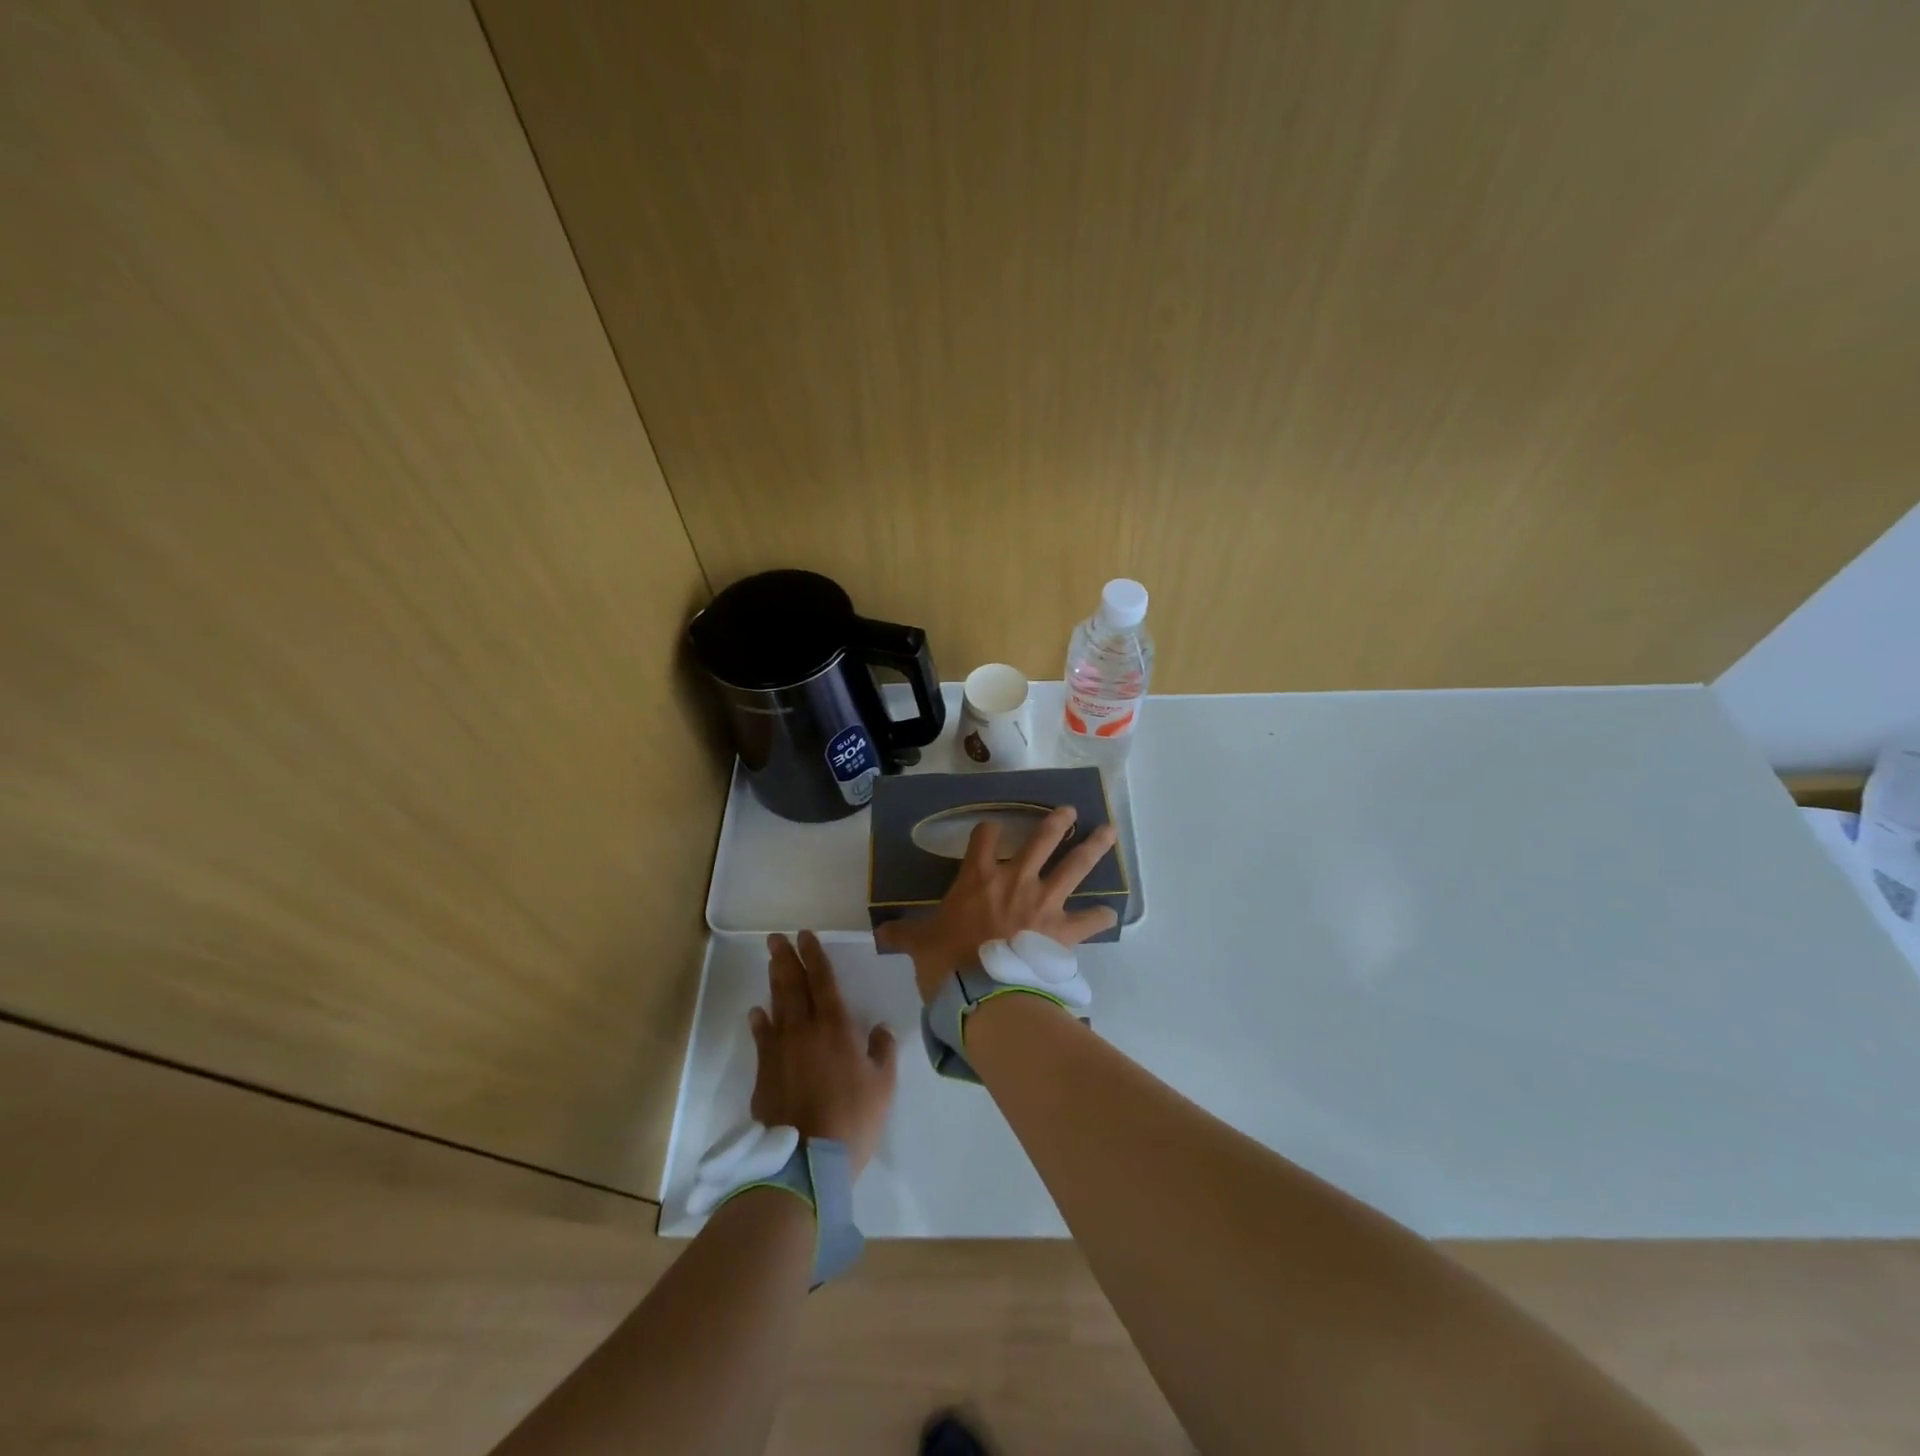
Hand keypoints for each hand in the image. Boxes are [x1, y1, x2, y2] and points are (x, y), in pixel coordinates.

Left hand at [749, 931, 896, 1175]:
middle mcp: (804, 1029)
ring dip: (774, 981)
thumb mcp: (883, 1085)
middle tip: (777, 938)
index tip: (805, 935)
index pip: (824, 981)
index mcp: (836, 1027)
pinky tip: (757, 1011)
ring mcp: (780, 1050)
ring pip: (777, 1005)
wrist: (806, 1161)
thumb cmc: (852, 1119)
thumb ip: (882, 1051)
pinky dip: (759, 1021)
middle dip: (787, 959)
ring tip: (772, 961)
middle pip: (794, 986)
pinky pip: (761, 1038)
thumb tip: (880, 1028)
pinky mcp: (764, 1072)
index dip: (815, 956)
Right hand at [876, 804, 1118, 1003]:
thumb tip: (879, 933)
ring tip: (1109, 831)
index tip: (989, 831)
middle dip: (1056, 823)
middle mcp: (1015, 880)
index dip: (987, 831)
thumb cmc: (948, 962)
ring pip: (1074, 867)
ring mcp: (1043, 902)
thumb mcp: (919, 944)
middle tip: (1069, 811)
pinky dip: (1099, 917)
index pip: (983, 838)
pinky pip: (1088, 921)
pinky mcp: (1062, 930)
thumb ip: (904, 933)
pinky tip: (1109, 914)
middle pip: (1041, 840)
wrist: (983, 993)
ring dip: (1093, 848)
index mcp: (979, 878)